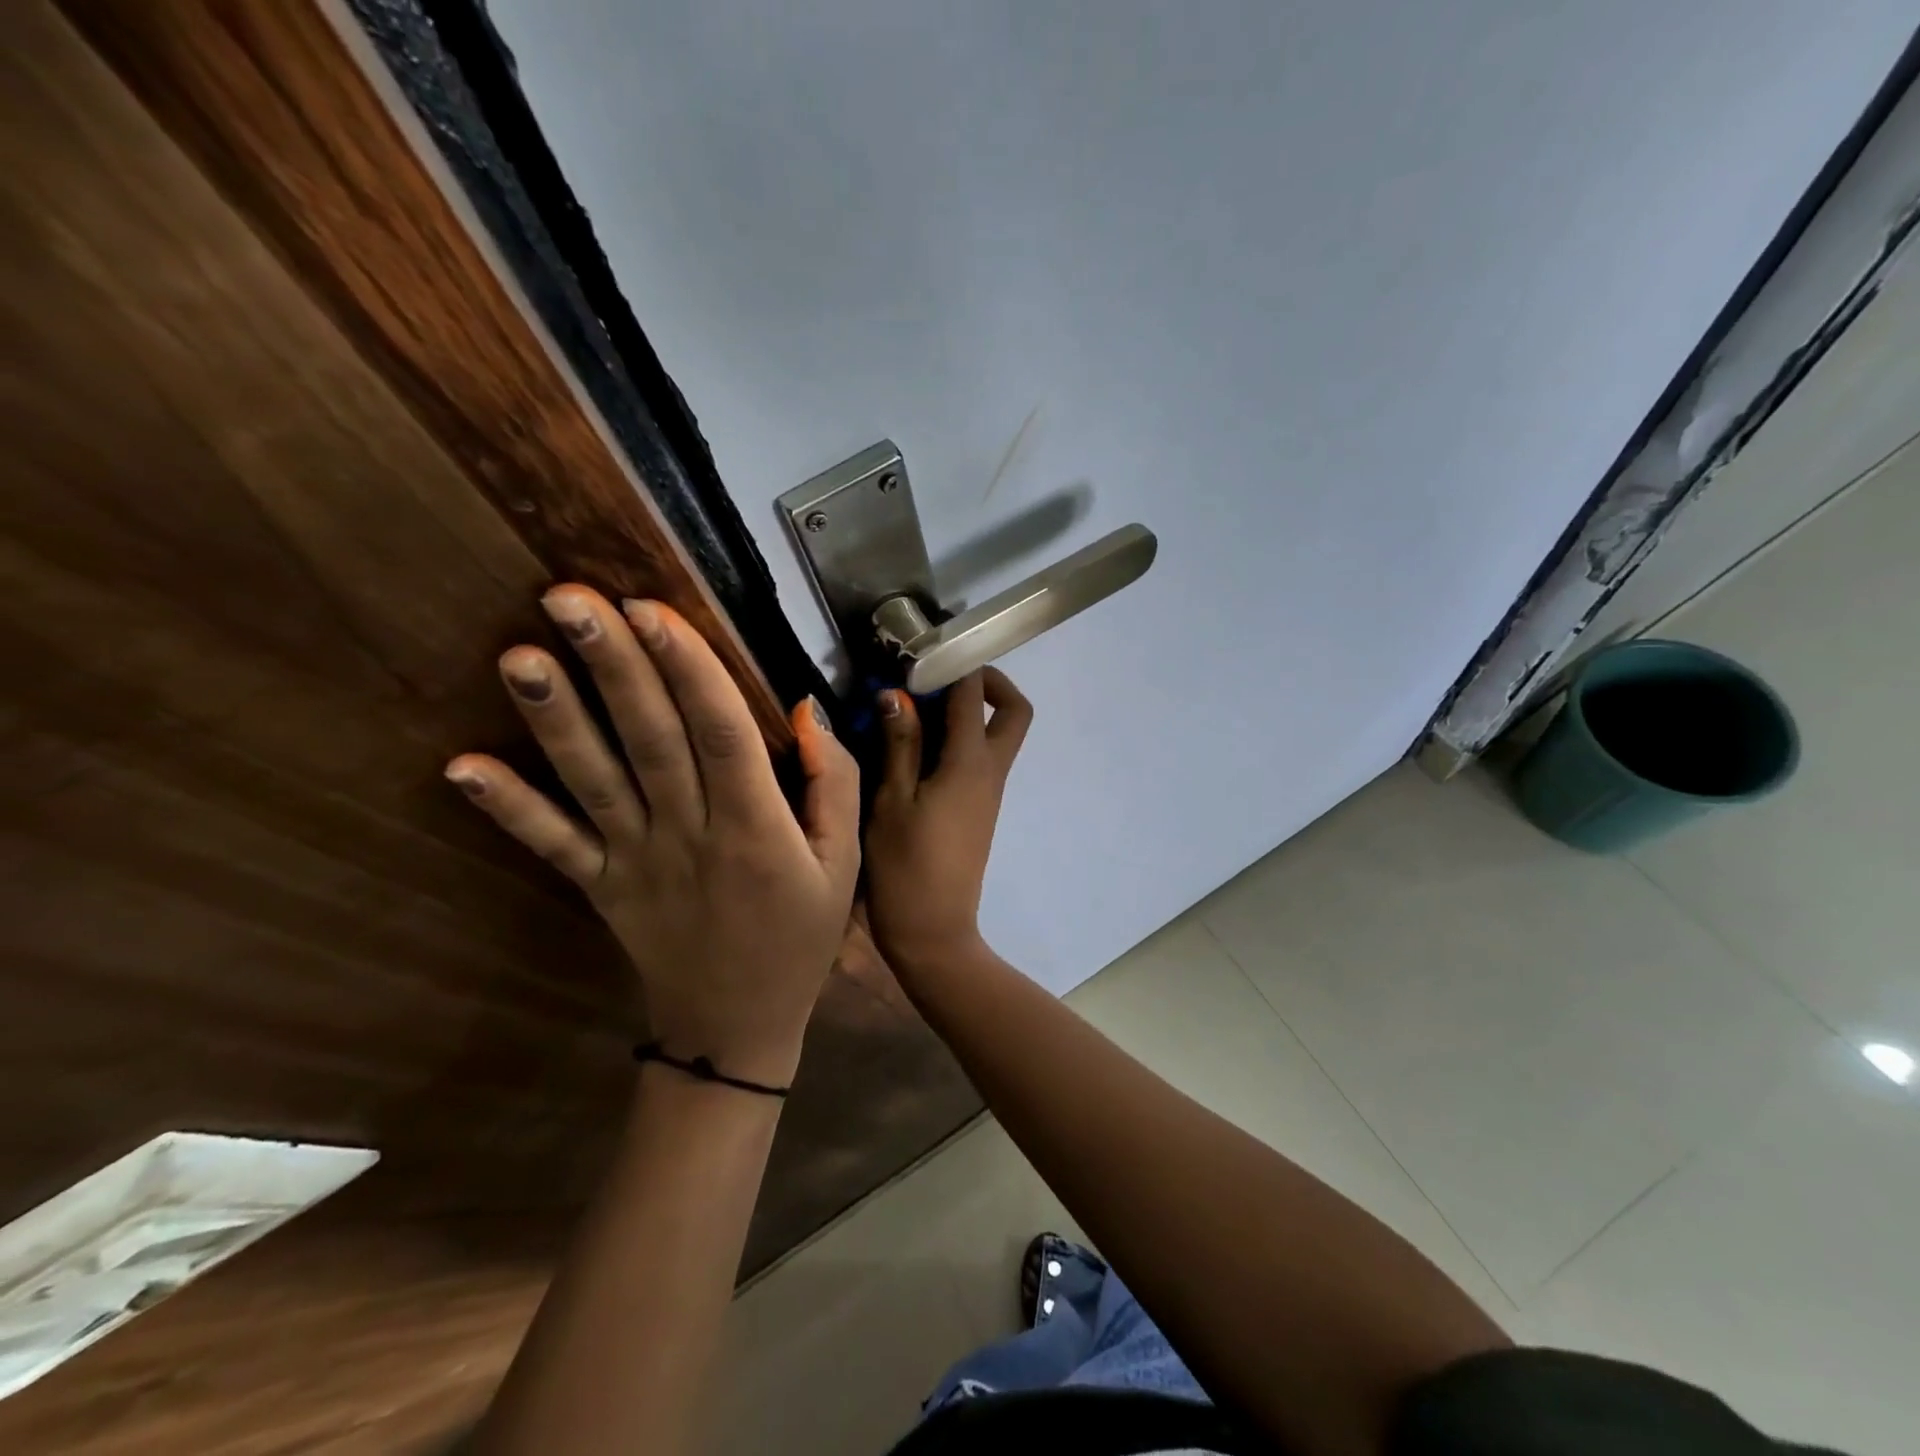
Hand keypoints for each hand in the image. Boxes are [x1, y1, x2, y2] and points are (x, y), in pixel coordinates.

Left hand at [445, 586, 859, 1086]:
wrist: (735, 1026)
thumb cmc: (799, 935)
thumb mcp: (844, 863)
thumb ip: (833, 783)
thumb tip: (802, 710)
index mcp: (756, 828)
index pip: (721, 734)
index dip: (688, 670)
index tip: (654, 609)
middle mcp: (689, 835)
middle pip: (649, 740)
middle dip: (613, 666)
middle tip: (570, 597)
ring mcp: (634, 862)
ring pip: (593, 781)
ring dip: (555, 719)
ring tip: (520, 655)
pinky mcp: (598, 887)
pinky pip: (552, 845)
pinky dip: (508, 807)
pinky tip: (461, 765)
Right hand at [864, 668, 1032, 974]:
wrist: (934, 931)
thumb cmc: (905, 867)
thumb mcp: (891, 801)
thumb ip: (899, 745)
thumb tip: (898, 695)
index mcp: (970, 764)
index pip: (974, 695)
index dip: (955, 665)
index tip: (923, 654)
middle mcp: (991, 772)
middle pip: (1014, 712)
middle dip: (987, 684)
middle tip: (940, 680)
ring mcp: (989, 792)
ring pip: (999, 734)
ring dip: (969, 712)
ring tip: (916, 708)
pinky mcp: (980, 808)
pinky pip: (981, 758)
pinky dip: (960, 740)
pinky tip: (918, 747)